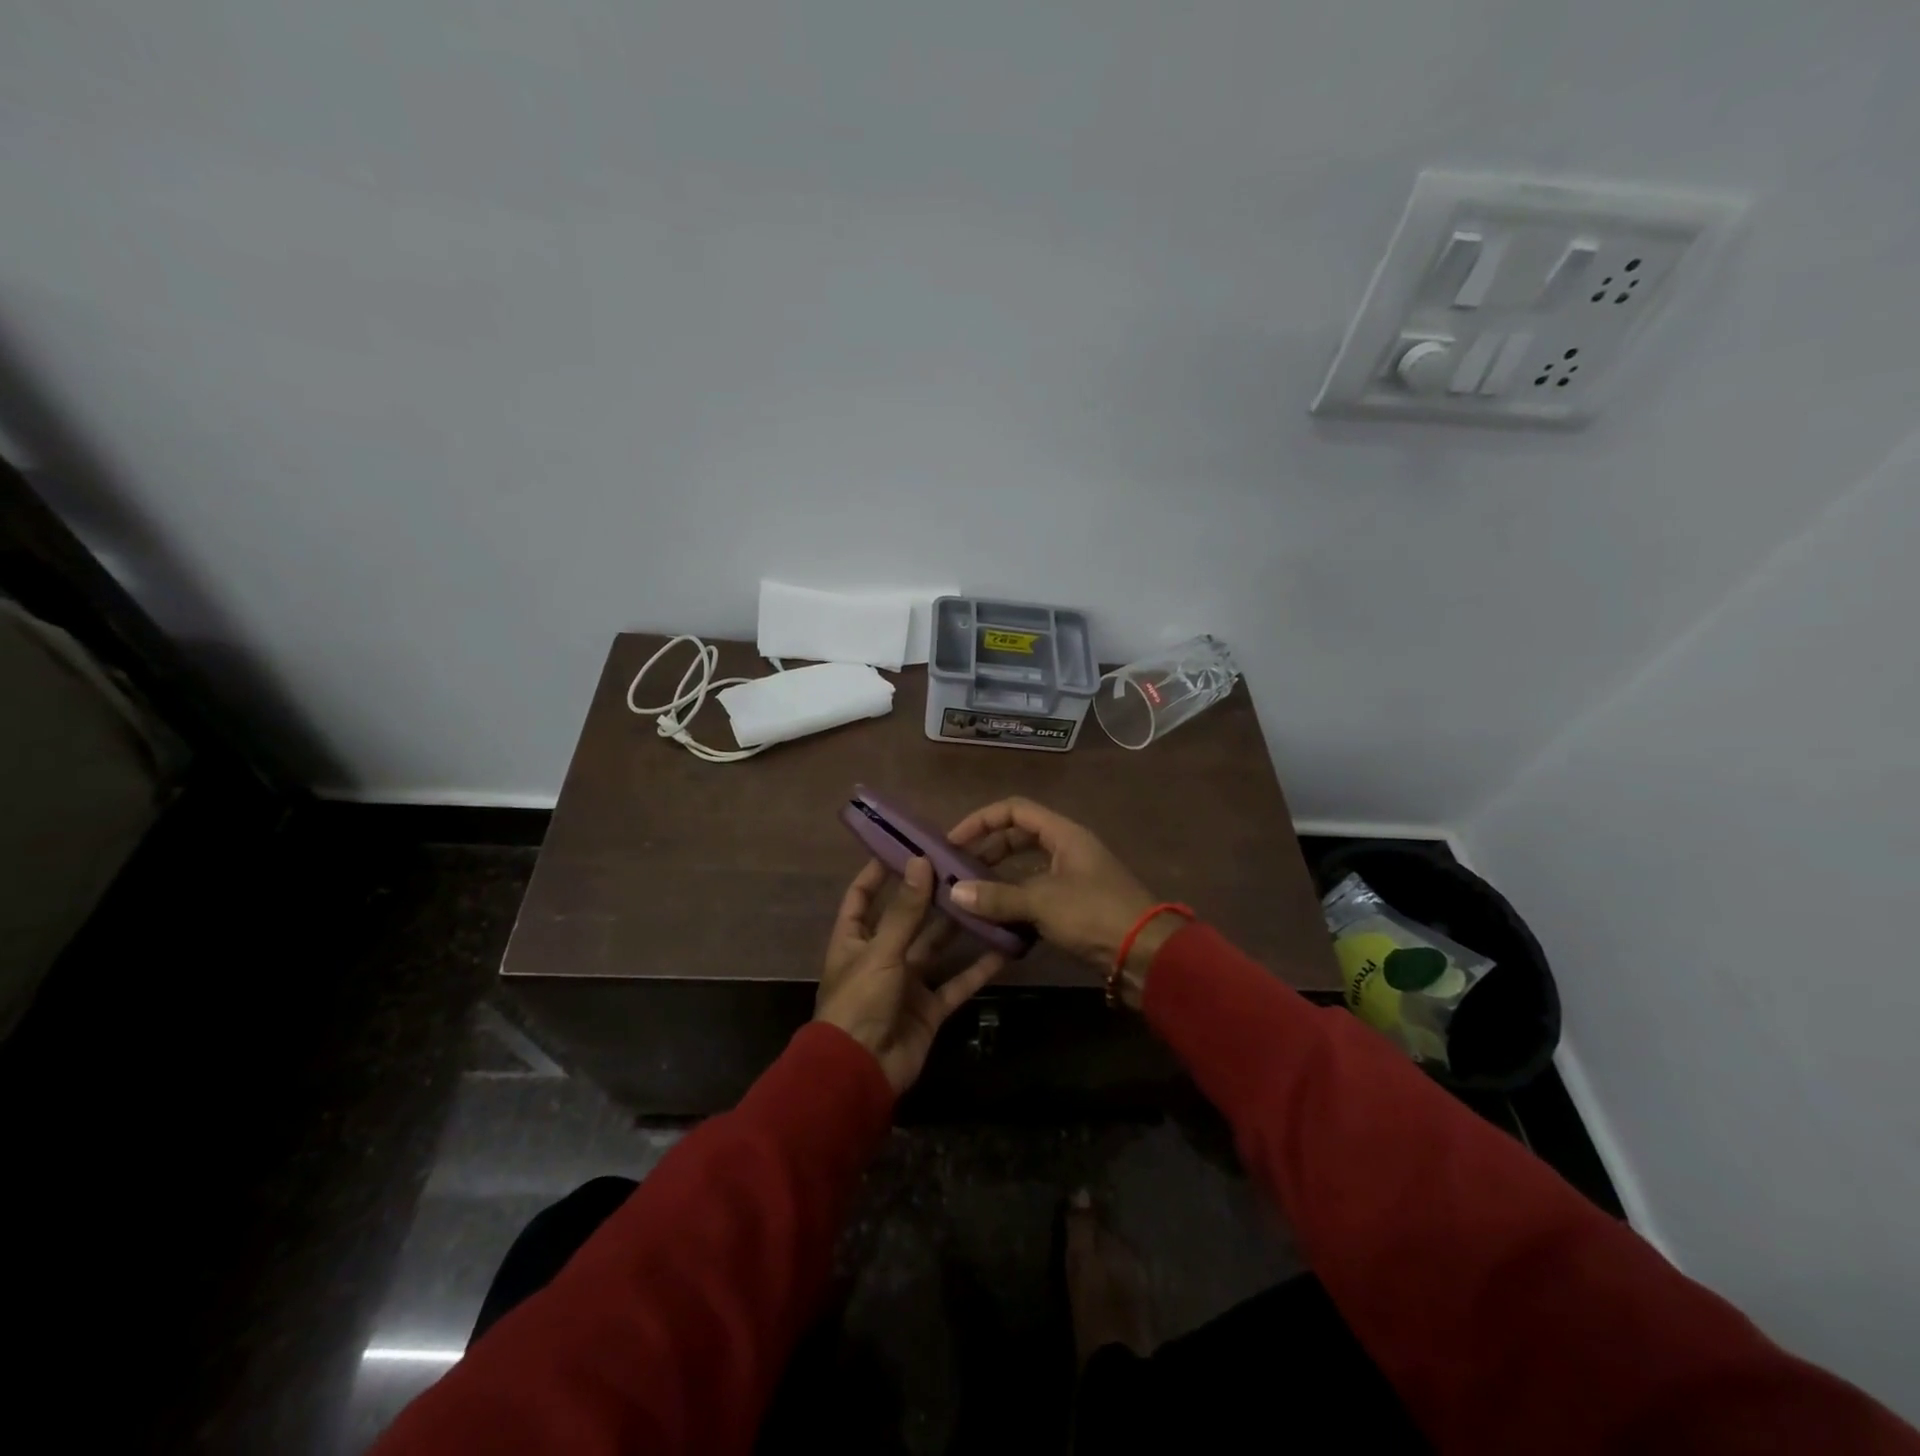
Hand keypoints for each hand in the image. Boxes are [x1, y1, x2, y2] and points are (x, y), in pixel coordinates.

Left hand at [815, 856, 1005, 1094]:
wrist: (860, 1073)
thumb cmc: (859, 1003)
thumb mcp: (880, 952)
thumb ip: (904, 911)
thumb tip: (920, 861)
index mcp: (854, 940)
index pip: (862, 896)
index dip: (878, 872)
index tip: (906, 847)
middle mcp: (881, 956)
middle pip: (908, 918)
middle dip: (932, 896)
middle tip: (963, 867)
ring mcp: (908, 983)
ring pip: (938, 948)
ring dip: (960, 927)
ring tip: (987, 897)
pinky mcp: (930, 1008)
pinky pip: (958, 983)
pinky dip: (979, 968)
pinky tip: (1004, 948)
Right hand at [944, 798, 1162, 970]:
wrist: (1146, 954)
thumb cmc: (1094, 914)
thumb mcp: (1042, 902)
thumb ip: (997, 897)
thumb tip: (955, 892)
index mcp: (1063, 834)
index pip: (1014, 810)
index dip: (981, 820)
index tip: (954, 841)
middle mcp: (1068, 848)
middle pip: (1019, 836)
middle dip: (987, 850)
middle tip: (958, 869)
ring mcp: (1073, 877)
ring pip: (1027, 868)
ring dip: (999, 878)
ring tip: (971, 895)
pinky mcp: (1075, 905)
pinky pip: (1036, 893)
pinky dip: (1015, 901)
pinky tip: (996, 919)